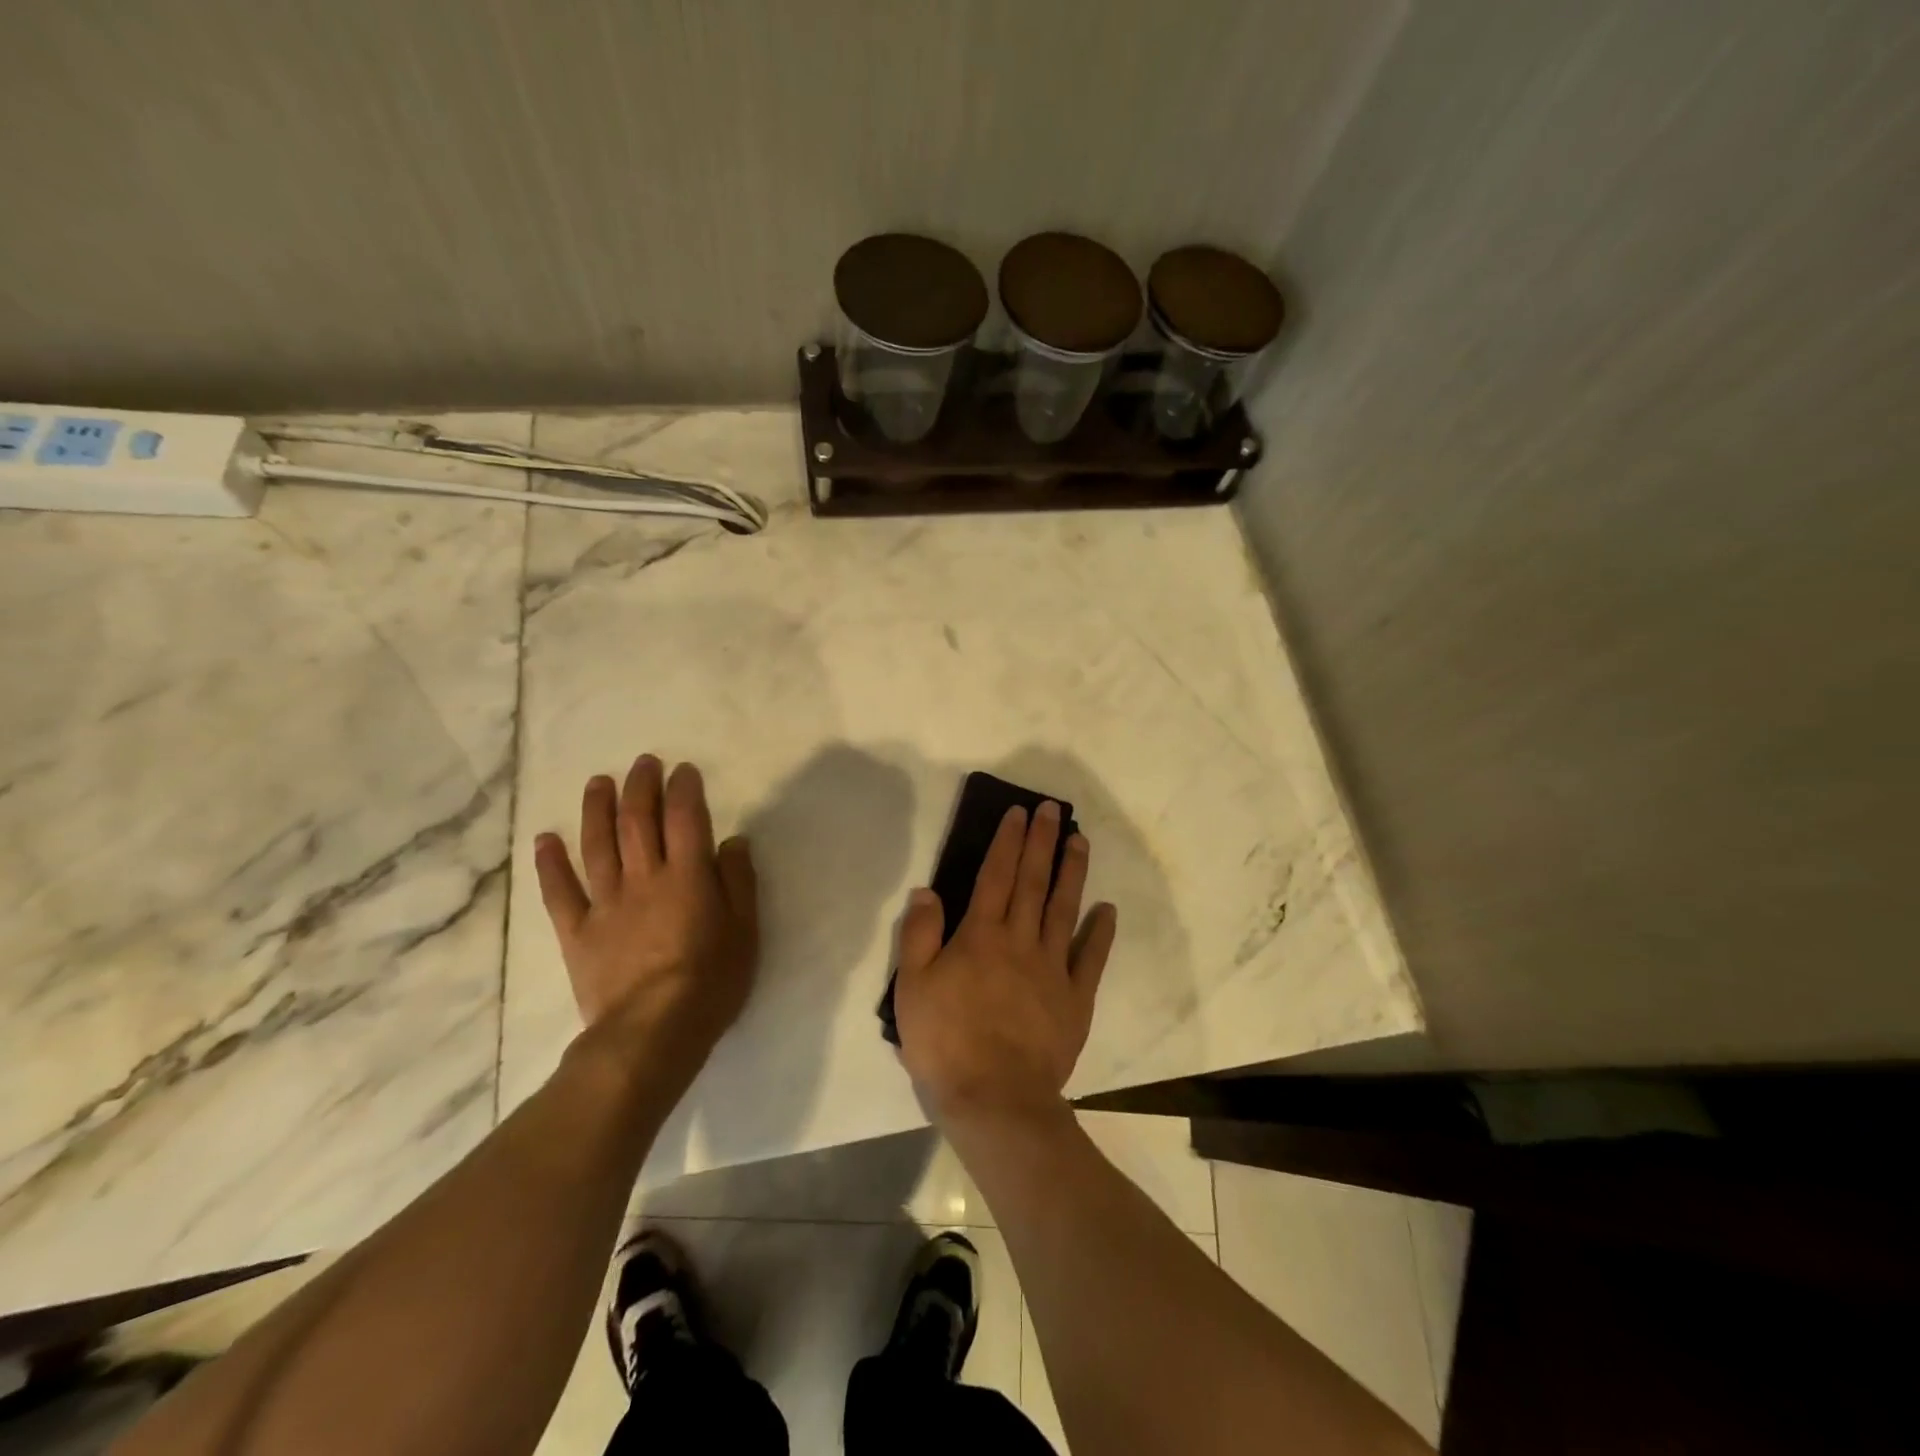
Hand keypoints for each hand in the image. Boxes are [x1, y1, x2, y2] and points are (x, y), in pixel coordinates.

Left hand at [534, 756, 757, 1094]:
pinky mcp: (578, 932)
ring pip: (597, 845)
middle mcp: (644, 878)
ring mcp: (606, 904)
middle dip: (640, 786)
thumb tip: (733, 840)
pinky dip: (550, 864)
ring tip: (597, 782)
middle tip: (642, 763)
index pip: (685, 818)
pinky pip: (560, 892)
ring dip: (596, 809)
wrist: (653, 1032)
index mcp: (688, 876)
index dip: (683, 789)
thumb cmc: (711, 981)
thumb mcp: (745, 931)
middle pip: (638, 821)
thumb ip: (739, 881)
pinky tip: (544, 840)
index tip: (682, 769)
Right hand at [894, 801, 1117, 1131]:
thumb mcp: (913, 987)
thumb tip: (927, 890)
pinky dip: (1100, 933)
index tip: (1019, 812)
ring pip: (1064, 909)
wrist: (994, 1099)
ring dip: (1072, 873)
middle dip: (1043, 842)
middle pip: (1033, 882)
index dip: (1008, 841)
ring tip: (1080, 841)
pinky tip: (1107, 910)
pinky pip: (1091, 959)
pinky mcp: (1076, 999)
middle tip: (1054, 809)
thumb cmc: (946, 1042)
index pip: (995, 876)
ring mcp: (1053, 968)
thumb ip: (920, 934)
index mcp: (981, 936)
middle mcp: (1020, 941)